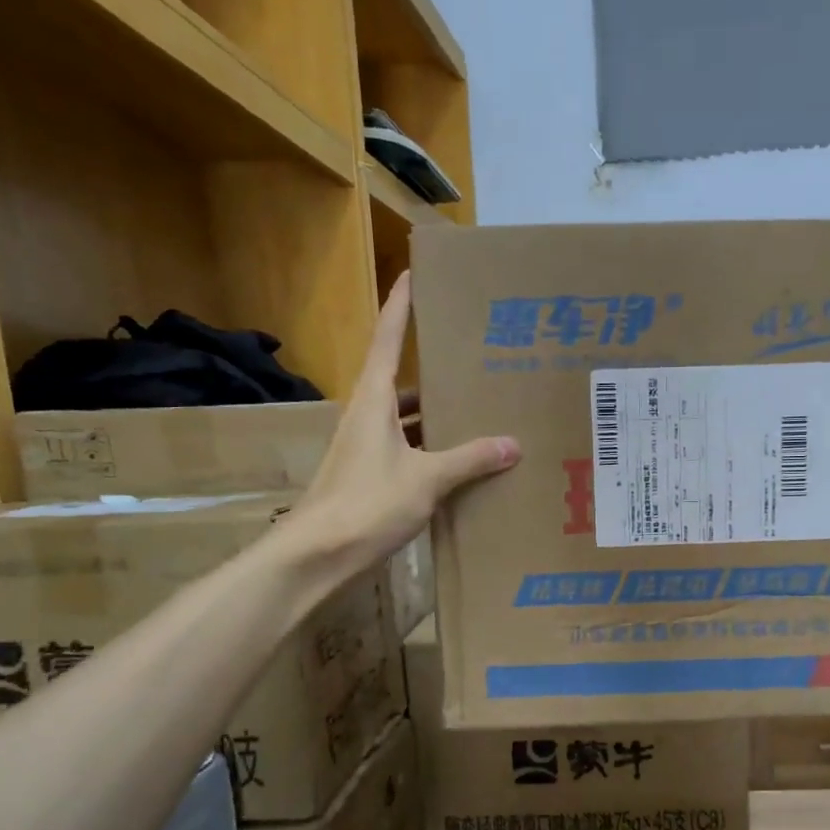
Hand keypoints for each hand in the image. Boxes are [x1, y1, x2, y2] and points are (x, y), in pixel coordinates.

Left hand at [287, 272, 518, 575]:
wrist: (317, 555)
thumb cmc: (367, 504)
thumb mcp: (426, 479)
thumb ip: (469, 459)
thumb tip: (512, 443)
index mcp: (374, 401)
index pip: (389, 340)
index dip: (401, 307)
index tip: (413, 274)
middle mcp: (367, 417)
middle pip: (400, 381)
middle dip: (432, 369)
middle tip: (471, 358)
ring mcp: (365, 449)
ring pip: (405, 420)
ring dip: (434, 415)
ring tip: (475, 410)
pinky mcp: (369, 477)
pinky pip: (406, 450)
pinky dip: (430, 450)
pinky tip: (458, 462)